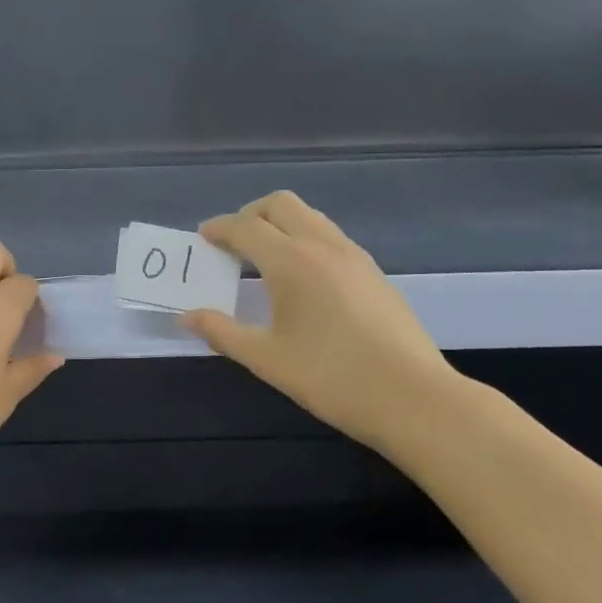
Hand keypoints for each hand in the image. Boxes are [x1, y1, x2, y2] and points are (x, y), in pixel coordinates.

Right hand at [181, 191, 465, 455]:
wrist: (414, 398)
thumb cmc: (332, 378)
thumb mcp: (267, 359)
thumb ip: (222, 332)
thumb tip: (187, 317)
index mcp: (291, 261)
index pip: (245, 227)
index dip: (219, 229)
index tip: (202, 238)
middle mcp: (322, 246)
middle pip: (280, 204)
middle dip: (250, 214)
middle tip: (232, 244)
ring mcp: (354, 256)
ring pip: (309, 217)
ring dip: (280, 224)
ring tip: (263, 258)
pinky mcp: (373, 272)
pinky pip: (329, 236)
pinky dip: (304, 239)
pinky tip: (301, 278)